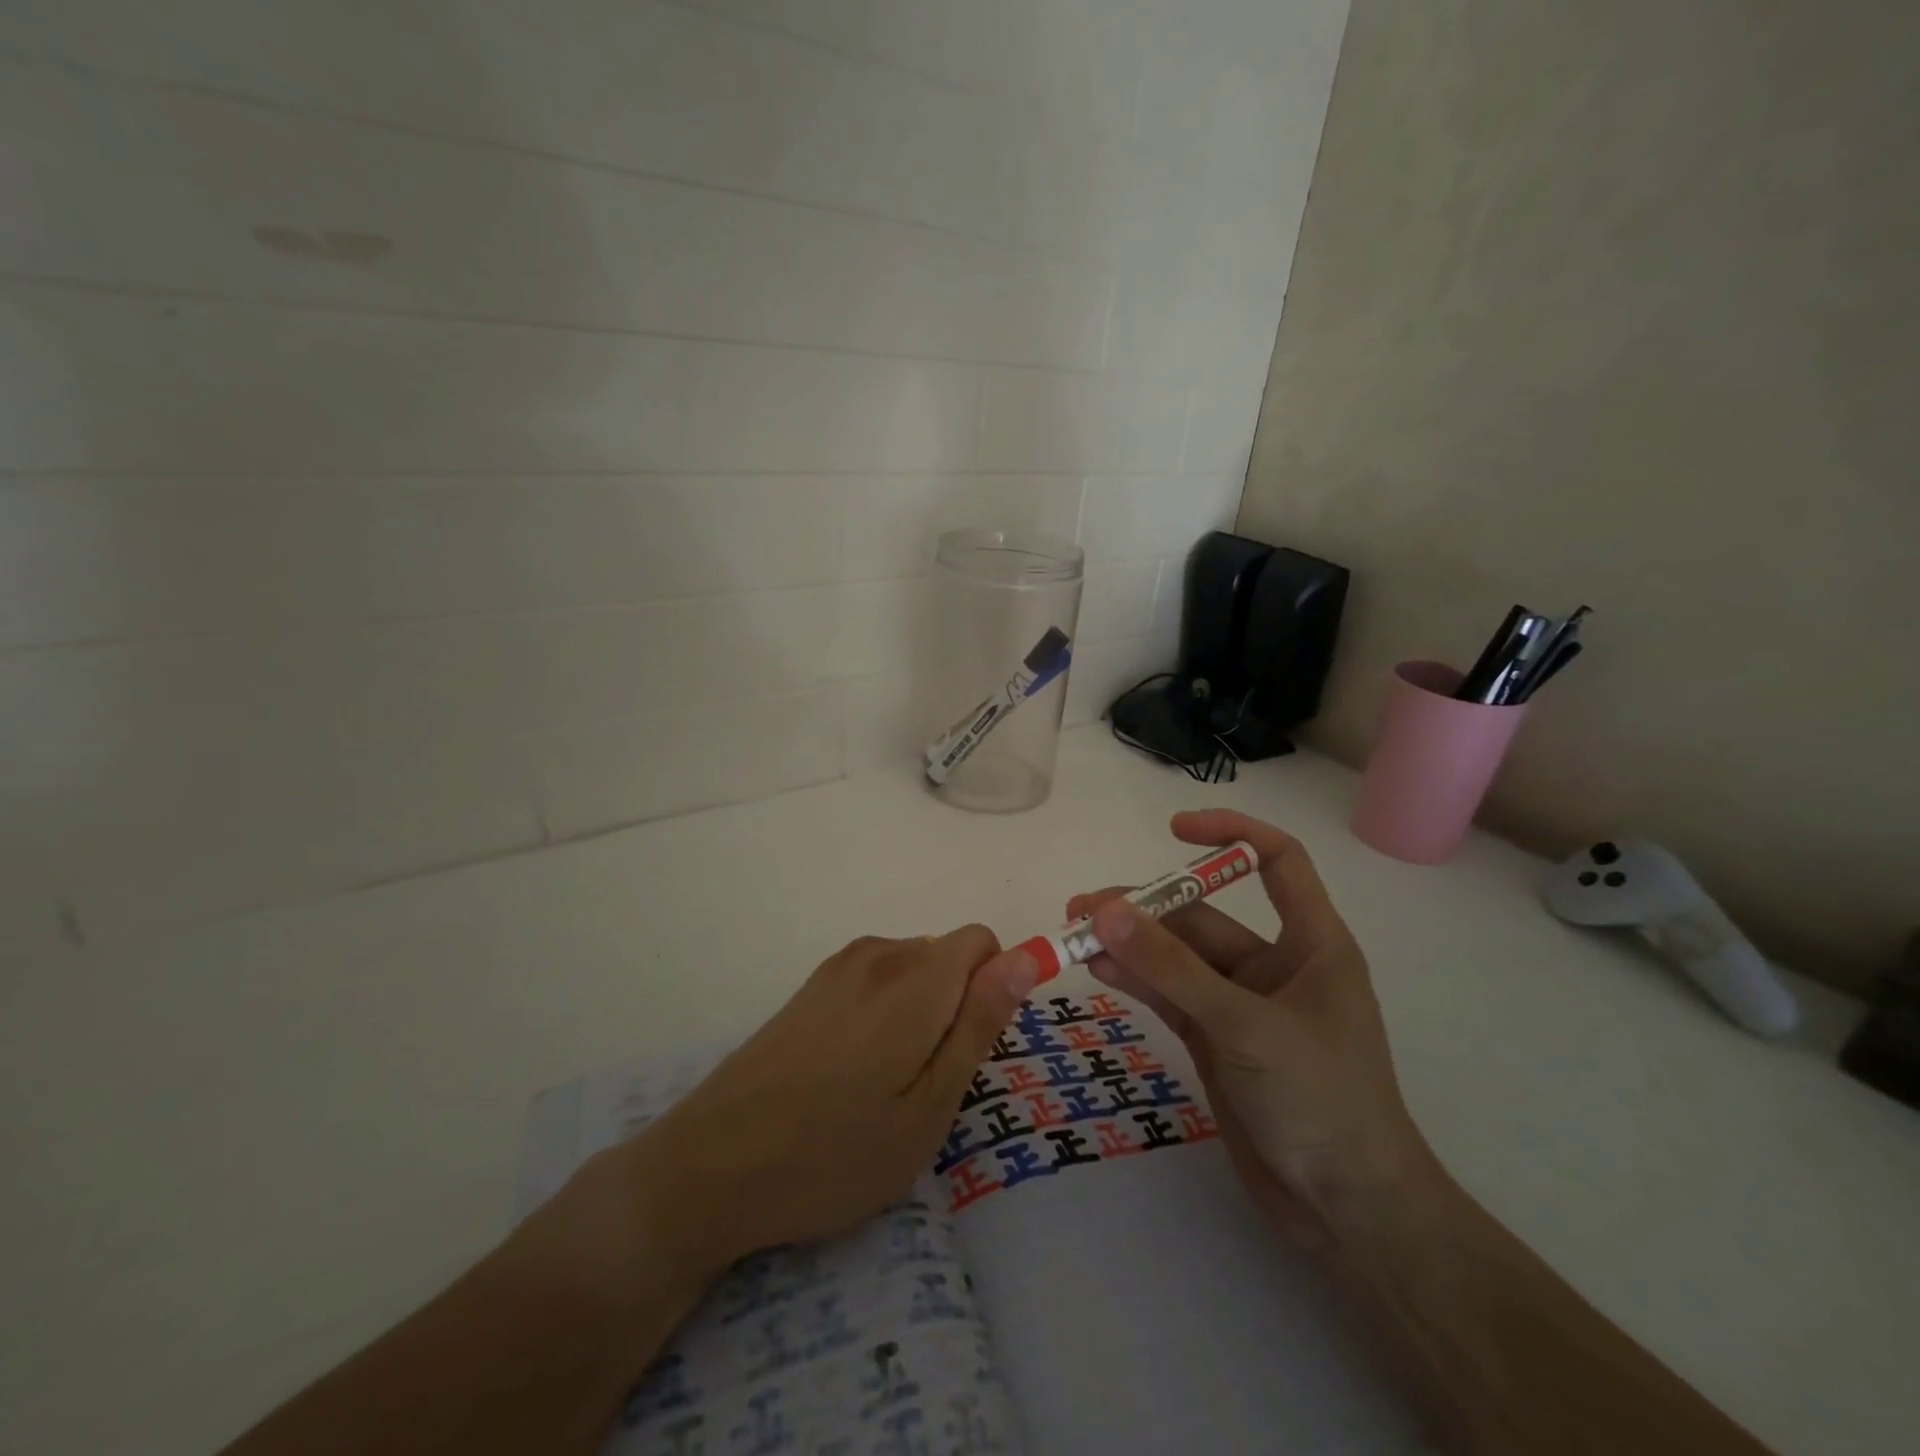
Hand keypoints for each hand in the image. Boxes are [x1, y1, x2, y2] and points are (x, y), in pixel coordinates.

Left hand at [615, 926, 1036, 1277]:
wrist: (710, 1168)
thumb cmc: (834, 1153)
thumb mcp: (929, 1107)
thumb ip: (980, 1023)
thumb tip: (1025, 958)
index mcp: (914, 978)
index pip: (983, 942)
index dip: (993, 989)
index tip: (970, 1050)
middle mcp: (877, 955)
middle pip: (947, 955)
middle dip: (956, 1005)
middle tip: (925, 1084)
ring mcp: (837, 968)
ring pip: (911, 969)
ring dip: (919, 1012)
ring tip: (885, 1086)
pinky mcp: (810, 986)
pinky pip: (874, 980)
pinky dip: (884, 1013)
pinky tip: (849, 1073)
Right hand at [1067, 810, 1435, 1250]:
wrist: (1348, 1213)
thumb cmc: (1322, 1102)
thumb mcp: (1245, 1027)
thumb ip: (1173, 969)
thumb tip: (1106, 911)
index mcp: (1311, 943)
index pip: (1277, 861)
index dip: (1230, 834)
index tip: (1173, 829)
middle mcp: (1274, 965)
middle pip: (1202, 915)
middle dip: (1145, 908)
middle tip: (1083, 910)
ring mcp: (1240, 1004)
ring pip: (1176, 957)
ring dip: (1130, 944)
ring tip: (1073, 935)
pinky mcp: (1215, 1040)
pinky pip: (1168, 995)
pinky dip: (1134, 979)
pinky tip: (1095, 968)